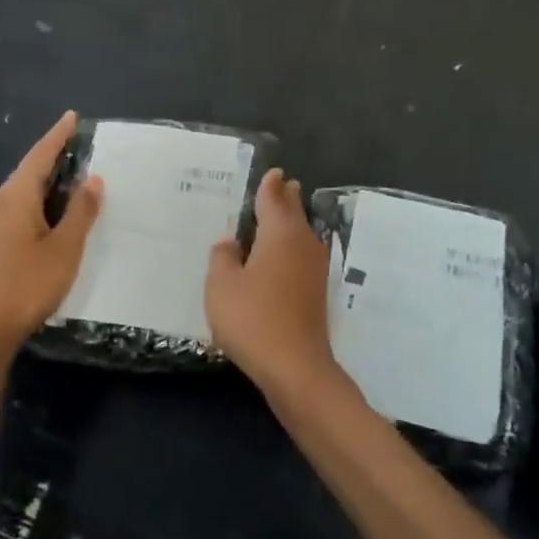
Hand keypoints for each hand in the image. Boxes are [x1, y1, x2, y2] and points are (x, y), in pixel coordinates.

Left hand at [0, 110, 102, 352]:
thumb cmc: (28, 283)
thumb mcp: (65, 247)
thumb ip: (80, 211)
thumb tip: (93, 179)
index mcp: (14, 197)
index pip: (39, 156)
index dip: (57, 136)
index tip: (73, 117)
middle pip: (29, 171)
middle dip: (55, 158)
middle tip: (83, 148)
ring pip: (23, 191)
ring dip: (49, 182)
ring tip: (77, 178)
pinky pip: (19, 208)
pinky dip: (41, 202)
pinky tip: (57, 212)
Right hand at [206, 169, 340, 393]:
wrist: (294, 366)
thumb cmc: (252, 318)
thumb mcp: (222, 285)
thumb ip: (223, 257)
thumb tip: (230, 242)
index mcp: (280, 234)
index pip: (274, 199)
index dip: (270, 185)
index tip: (274, 172)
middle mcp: (303, 245)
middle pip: (294, 214)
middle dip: (287, 198)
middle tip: (283, 184)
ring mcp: (314, 270)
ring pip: (302, 235)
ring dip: (291, 223)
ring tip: (281, 215)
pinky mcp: (316, 294)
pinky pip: (301, 257)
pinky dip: (291, 249)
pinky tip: (281, 258)